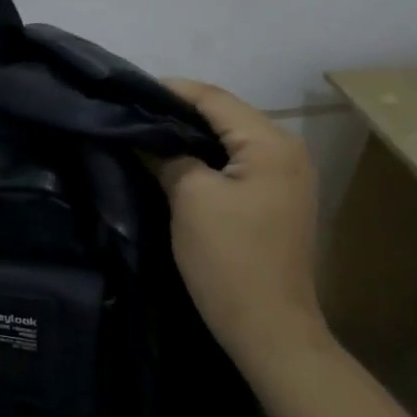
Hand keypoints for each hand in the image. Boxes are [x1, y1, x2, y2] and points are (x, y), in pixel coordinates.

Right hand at [154, 79, 323, 367]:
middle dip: (179, 112)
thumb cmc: (228, 258)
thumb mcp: (190, 198)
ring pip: (230, 141)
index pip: (215, 99)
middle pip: (226, 116)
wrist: (267, 326)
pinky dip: (205, 158)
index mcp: (271, 143)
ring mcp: (285, 178)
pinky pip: (236, 164)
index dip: (172, 90)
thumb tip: (145, 137)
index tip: (130, 89)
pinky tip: (174, 161)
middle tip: (133, 111)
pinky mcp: (276, 201)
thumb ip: (169, 157)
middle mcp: (287, 151)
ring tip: (147, 132)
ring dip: (191, 136)